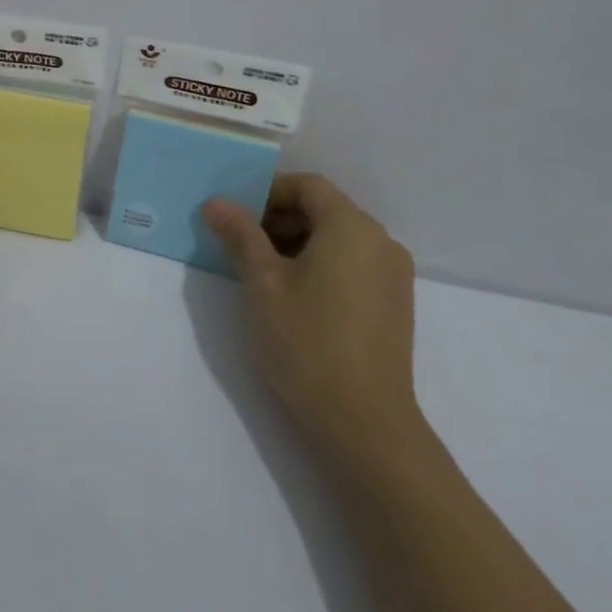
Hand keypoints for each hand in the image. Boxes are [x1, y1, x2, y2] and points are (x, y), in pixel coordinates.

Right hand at [204, 175, 424, 466]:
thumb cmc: (308, 342)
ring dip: (299, 242)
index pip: (308, 186)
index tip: (236, 212)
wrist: (366, 425)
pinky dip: (322, 265)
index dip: (269, 191)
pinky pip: (354, 264)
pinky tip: (295, 295)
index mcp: (352, 226)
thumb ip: (241, 235)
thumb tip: (217, 202)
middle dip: (280, 218)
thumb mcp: (263, 283)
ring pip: (339, 239)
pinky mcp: (395, 305)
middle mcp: (380, 241)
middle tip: (240, 241)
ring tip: (261, 271)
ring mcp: (393, 275)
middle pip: (325, 210)